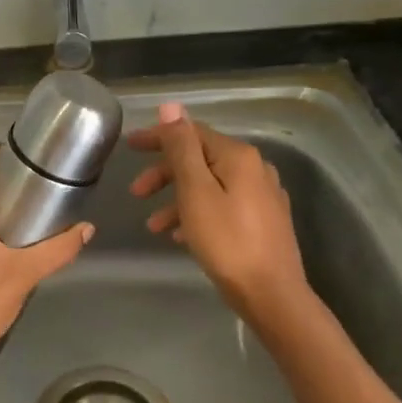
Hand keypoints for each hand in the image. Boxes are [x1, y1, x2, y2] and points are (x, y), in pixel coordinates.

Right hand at [129, 102, 312, 328]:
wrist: (272, 295)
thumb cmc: (227, 241)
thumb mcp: (195, 191)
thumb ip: (181, 148)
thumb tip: (171, 107)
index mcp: (238, 156)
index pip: (191, 133)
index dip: (158, 137)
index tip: (129, 147)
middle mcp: (254, 168)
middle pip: (200, 159)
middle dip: (164, 174)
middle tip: (136, 193)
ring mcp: (262, 196)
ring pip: (209, 186)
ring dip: (177, 200)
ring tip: (154, 227)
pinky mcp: (263, 221)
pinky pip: (221, 206)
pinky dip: (197, 214)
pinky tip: (181, 237)